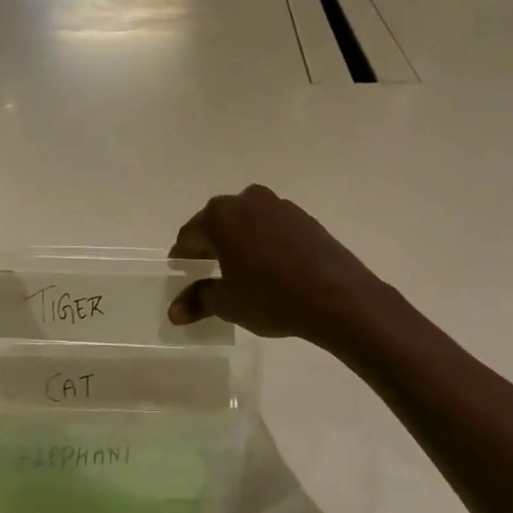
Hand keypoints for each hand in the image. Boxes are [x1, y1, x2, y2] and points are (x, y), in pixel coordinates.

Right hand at [167, 185, 392, 346]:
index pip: (190, 235)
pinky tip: (269, 264)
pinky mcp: (304, 217)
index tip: (181, 271)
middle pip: (217, 221)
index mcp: (221, 217)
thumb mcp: (228, 304)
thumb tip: (175, 311)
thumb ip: (198, 300)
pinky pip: (271, 225)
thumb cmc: (272, 298)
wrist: (337, 297)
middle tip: (206, 269)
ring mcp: (279, 205)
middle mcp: (247, 201)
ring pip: (246, 220)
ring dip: (238, 239)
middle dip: (209, 243)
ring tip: (239, 267)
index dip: (183, 255)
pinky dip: (263, 240)